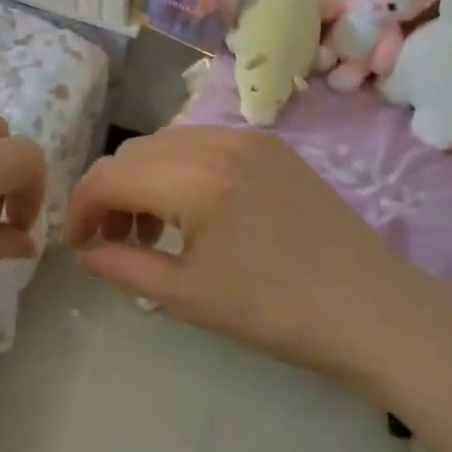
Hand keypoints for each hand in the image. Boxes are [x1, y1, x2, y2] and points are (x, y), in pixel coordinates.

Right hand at [66, 127, 451, 401]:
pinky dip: (180, 171)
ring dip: (145, 180)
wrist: (374, 311)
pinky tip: (194, 212)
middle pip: (135, 153)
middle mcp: (219, 143)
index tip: (77, 244)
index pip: (110, 175)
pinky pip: (204, 145)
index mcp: (195, 180)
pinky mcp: (274, 147)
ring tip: (153, 231)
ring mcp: (251, 139)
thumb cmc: (277, 312)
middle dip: (111, 193)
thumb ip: (124, 267)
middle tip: (114, 241)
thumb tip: (86, 254)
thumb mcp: (188, 297)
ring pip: (168, 144)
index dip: (80, 207)